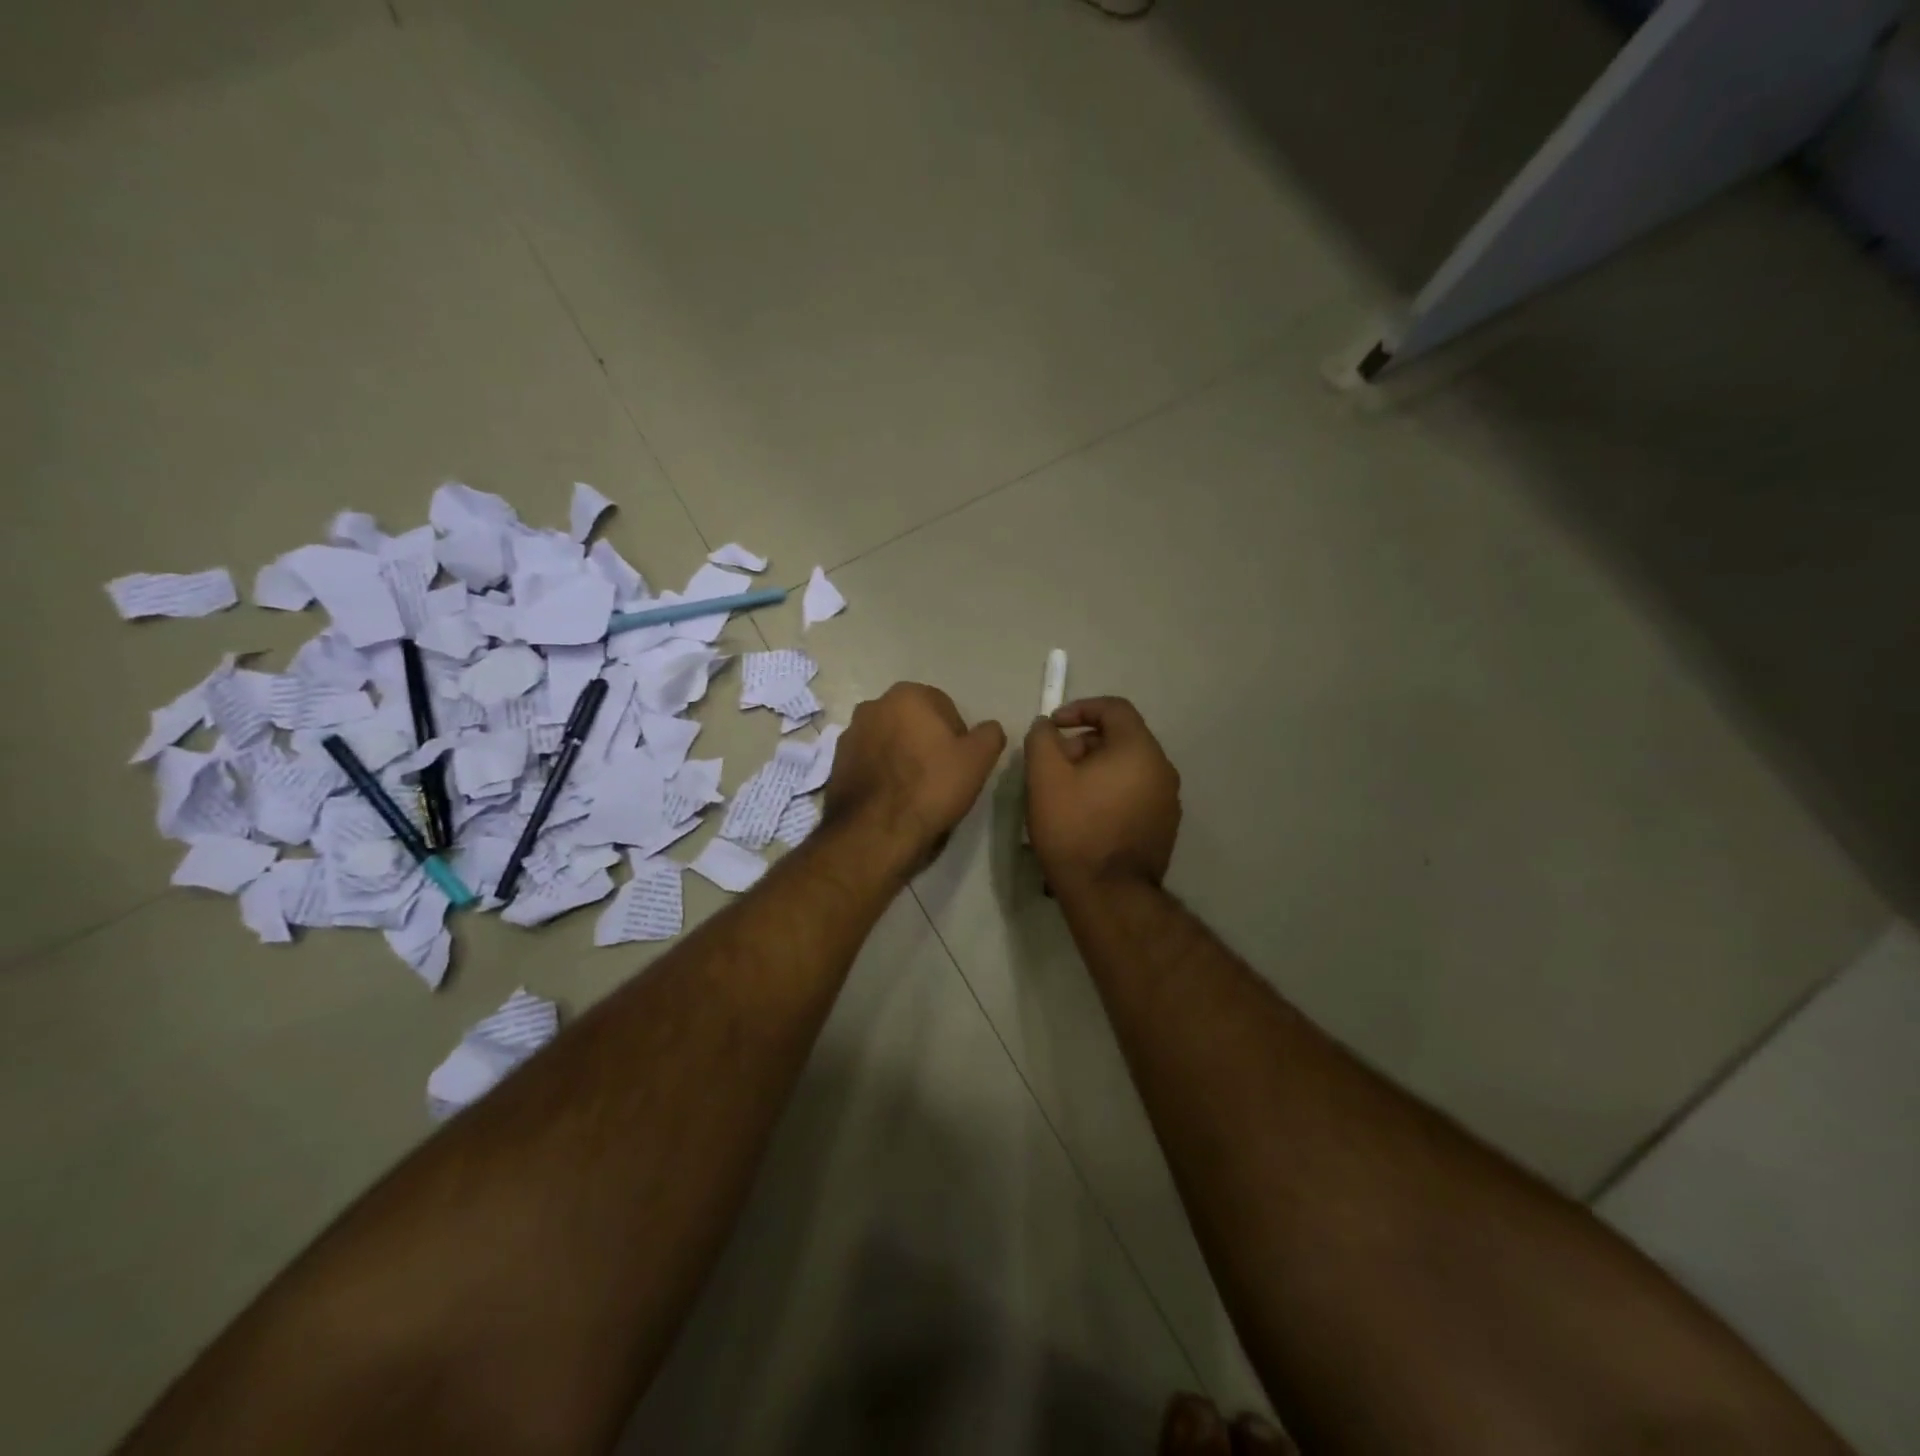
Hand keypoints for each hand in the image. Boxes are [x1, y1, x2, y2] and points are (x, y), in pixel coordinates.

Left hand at [824, 682, 1006, 867]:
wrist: (874, 832)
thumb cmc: (931, 787)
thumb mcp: (977, 760)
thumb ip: (989, 735)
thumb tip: (989, 729)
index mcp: (907, 695)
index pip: (945, 708)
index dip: (958, 737)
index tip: (961, 764)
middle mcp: (873, 706)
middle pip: (914, 722)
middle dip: (927, 743)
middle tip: (942, 777)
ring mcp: (849, 734)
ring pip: (890, 742)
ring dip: (903, 758)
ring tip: (916, 792)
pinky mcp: (836, 764)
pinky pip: (870, 763)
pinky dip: (882, 774)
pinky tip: (893, 800)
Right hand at [1025, 696, 1180, 890]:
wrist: (1108, 894)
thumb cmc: (1075, 828)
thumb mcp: (1045, 777)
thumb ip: (1042, 739)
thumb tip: (1047, 726)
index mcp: (1139, 749)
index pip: (1114, 708)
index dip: (1080, 708)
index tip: (1053, 727)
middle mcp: (1162, 769)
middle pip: (1121, 739)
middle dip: (1083, 744)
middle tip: (1053, 766)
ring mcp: (1168, 801)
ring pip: (1127, 768)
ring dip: (1095, 770)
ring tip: (1064, 794)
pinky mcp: (1164, 828)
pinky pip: (1134, 794)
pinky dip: (1110, 793)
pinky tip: (1085, 817)